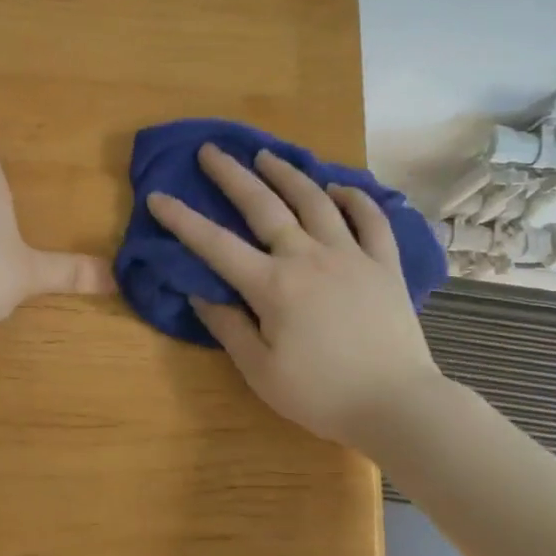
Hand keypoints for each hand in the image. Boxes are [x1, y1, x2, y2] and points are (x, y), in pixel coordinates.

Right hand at [146, 145, 440, 448]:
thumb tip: (199, 292)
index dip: (182, 220)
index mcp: (273, 286)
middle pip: (263, 205)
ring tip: (266, 155)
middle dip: (231, 175)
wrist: (397, 405)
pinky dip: (355, 198)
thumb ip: (228, 327)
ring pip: (315, 200)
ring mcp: (350, 254)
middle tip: (211, 150)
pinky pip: (371, 219)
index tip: (158, 196)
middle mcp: (308, 257)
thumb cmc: (322, 395)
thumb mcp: (261, 372)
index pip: (216, 245)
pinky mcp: (384, 263)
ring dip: (287, 174)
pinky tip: (339, 187)